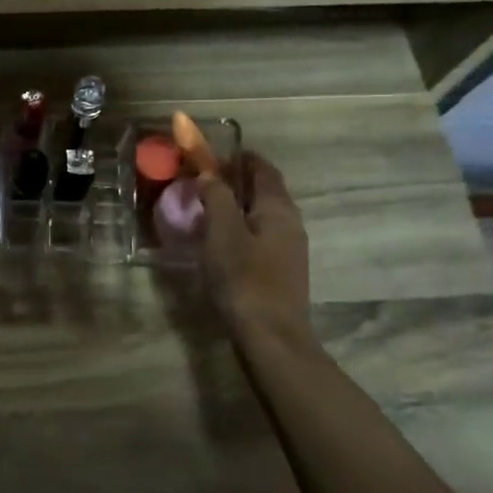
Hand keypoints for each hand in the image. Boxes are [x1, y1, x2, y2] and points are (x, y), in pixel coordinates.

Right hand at [198, 153, 313, 345]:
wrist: (271, 337)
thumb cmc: (244, 278)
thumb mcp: (223, 232)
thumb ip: (216, 197)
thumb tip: (209, 173)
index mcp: (279, 208)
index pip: (262, 168)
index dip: (238, 157)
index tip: (210, 154)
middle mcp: (290, 223)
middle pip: (264, 191)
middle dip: (236, 181)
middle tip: (203, 181)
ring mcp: (289, 250)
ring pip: (261, 215)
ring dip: (236, 207)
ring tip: (206, 210)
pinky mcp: (281, 272)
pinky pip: (259, 237)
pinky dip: (240, 228)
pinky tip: (219, 242)